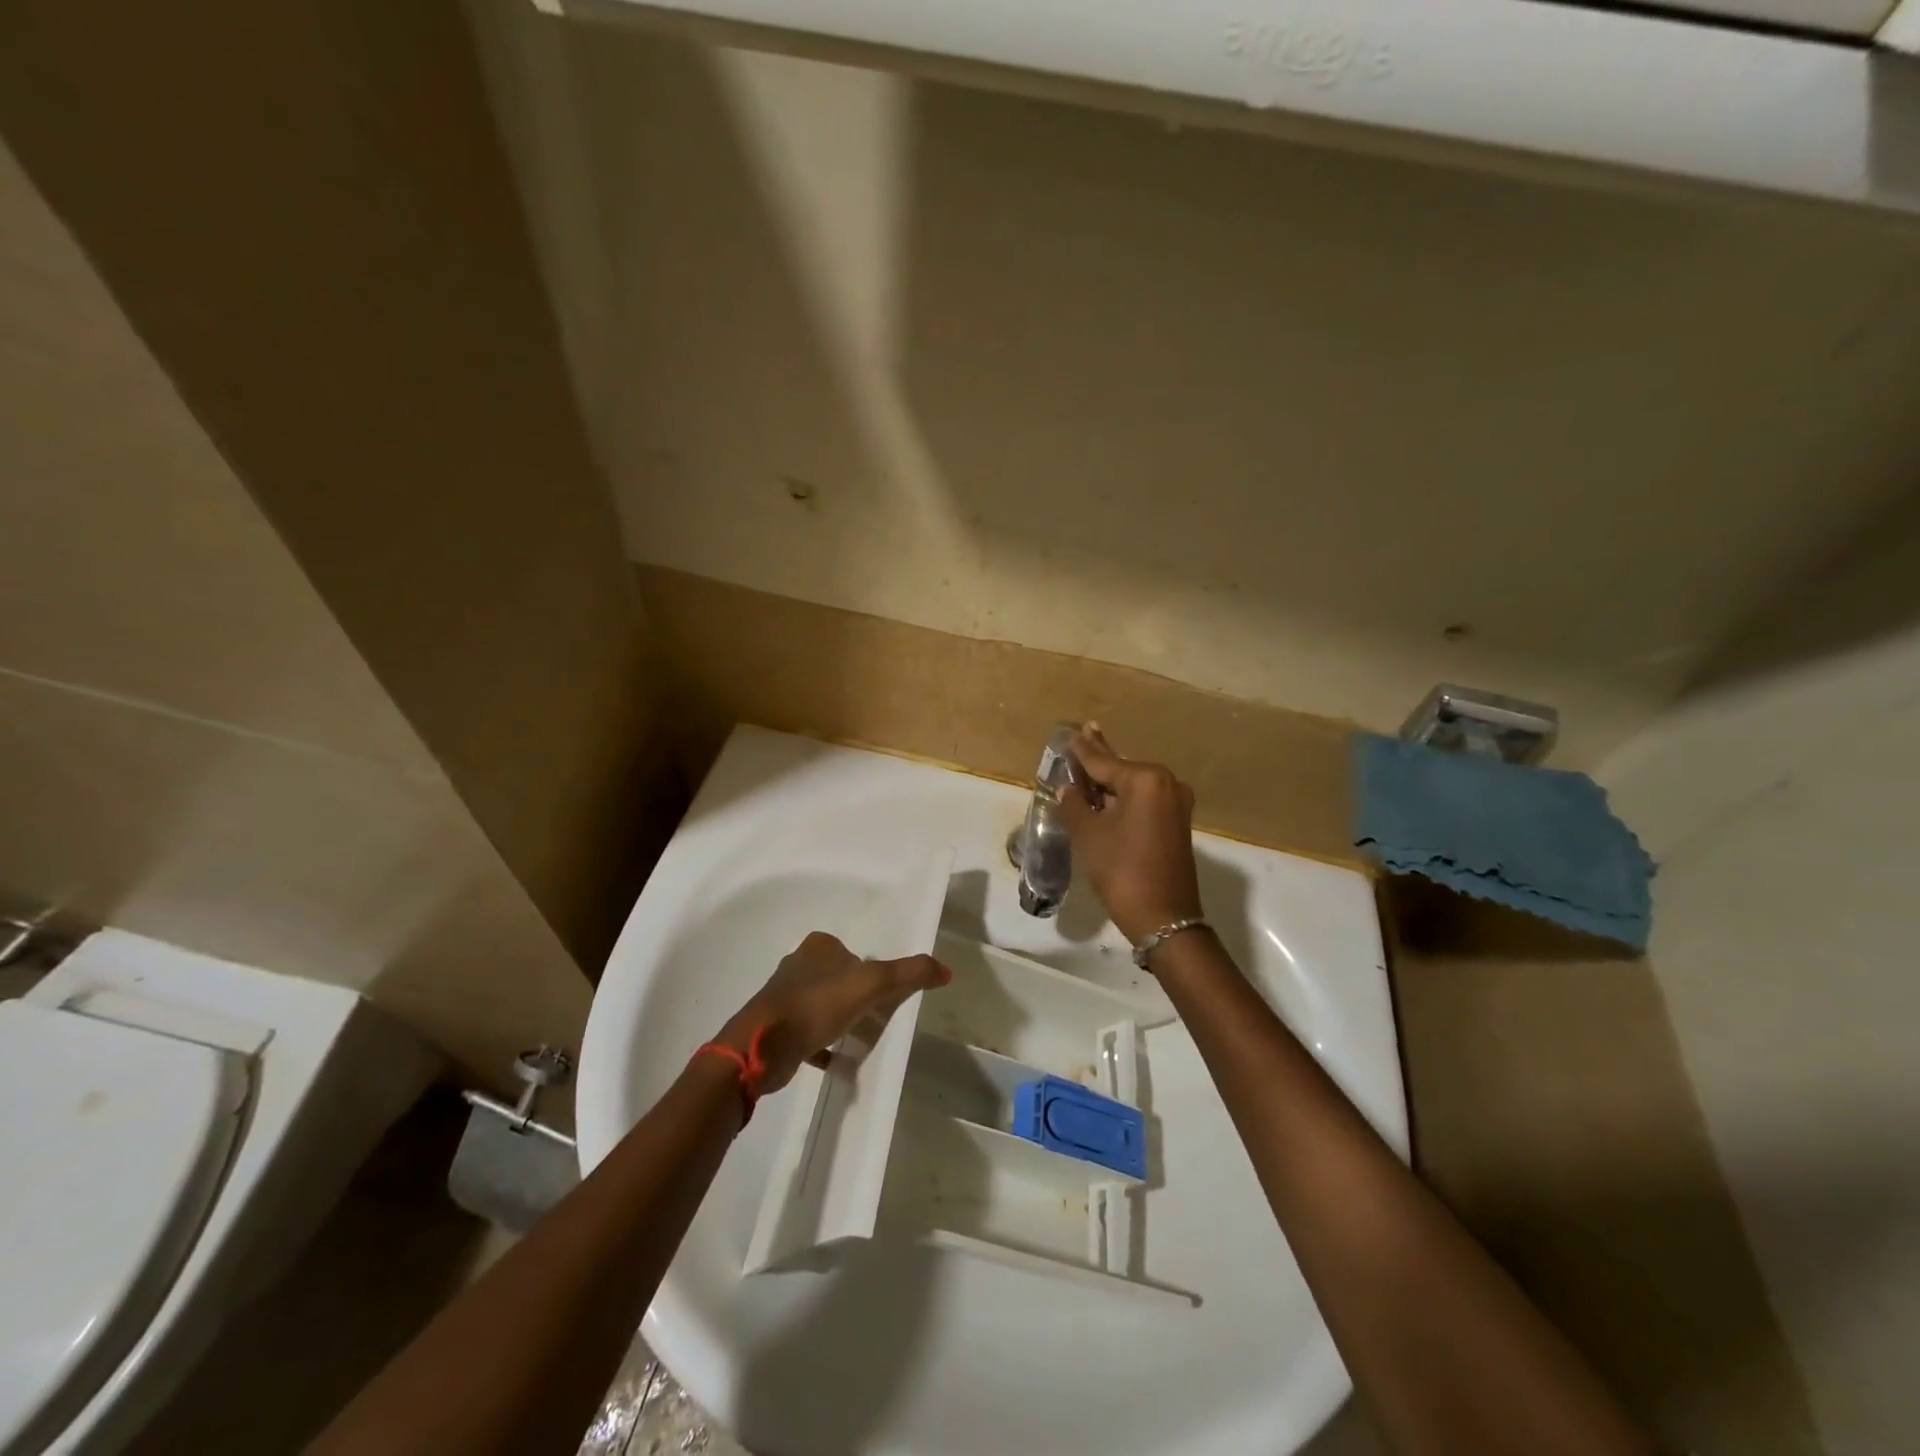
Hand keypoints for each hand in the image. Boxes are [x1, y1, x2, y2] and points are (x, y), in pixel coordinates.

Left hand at [716, 931, 950, 1094]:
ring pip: (823, 1005)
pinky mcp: (776, 1026)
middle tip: (875, 1019)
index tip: (883, 996)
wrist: (762, 1046)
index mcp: (818, 946)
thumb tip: (946, 970)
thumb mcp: (871, 984)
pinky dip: (823, 1044)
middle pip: (839, 978)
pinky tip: (837, 1061)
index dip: (871, 972)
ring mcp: (783, 996)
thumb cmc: (817, 1004)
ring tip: (858, 1039)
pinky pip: (808, 1032)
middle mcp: (798, 964)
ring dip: (840, 1020)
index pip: (854, 953)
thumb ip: (908, 973)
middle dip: (856, 997)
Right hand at [1059, 725, 1204, 947]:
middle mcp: (1166, 784)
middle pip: (1122, 769)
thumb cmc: (1121, 870)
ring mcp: (1176, 804)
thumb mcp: (1088, 835)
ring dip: (1110, 780)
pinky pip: (1144, 800)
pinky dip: (1124, 797)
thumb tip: (1068, 788)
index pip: (1103, 760)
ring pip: (1133, 786)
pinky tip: (1106, 793)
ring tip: (1088, 764)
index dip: (1082, 749)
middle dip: (1100, 757)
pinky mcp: (1177, 823)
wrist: (1164, 918)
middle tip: (1085, 733)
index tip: (1071, 732)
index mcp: (1145, 780)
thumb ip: (1075, 804)